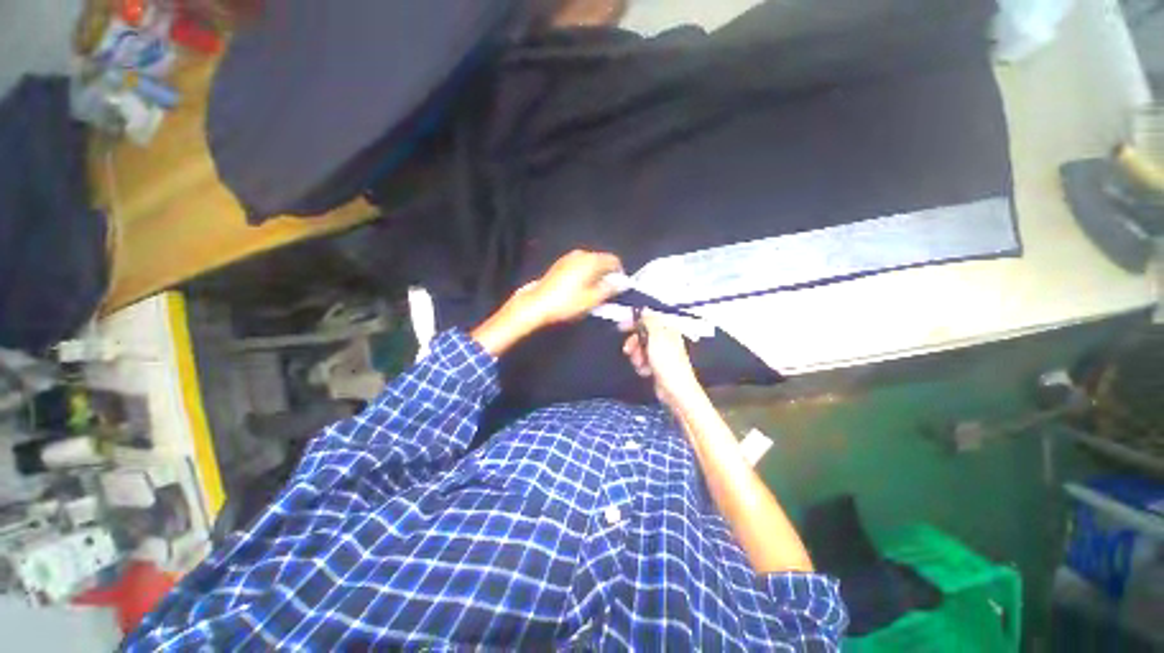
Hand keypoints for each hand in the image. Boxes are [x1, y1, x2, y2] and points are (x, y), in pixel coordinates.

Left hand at [472, 250, 622, 355]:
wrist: (537, 304)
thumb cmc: (567, 302)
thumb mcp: (592, 299)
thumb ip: (610, 289)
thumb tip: (622, 283)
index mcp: (591, 260)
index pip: (614, 260)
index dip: (620, 273)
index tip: (619, 288)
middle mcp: (581, 254)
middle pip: (601, 260)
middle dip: (607, 274)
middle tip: (607, 292)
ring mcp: (568, 258)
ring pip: (590, 263)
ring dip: (595, 274)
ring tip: (594, 292)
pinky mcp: (559, 264)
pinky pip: (579, 266)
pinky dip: (584, 274)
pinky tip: (580, 289)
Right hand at [622, 311, 703, 410]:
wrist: (674, 389)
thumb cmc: (668, 363)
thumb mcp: (657, 336)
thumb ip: (650, 321)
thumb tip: (645, 309)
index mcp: (667, 330)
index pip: (648, 320)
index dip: (634, 323)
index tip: (621, 327)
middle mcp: (665, 340)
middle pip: (642, 335)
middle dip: (634, 343)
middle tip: (629, 350)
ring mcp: (661, 354)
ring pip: (640, 349)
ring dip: (637, 356)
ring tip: (641, 364)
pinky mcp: (657, 366)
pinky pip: (643, 361)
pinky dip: (641, 366)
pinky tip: (645, 371)